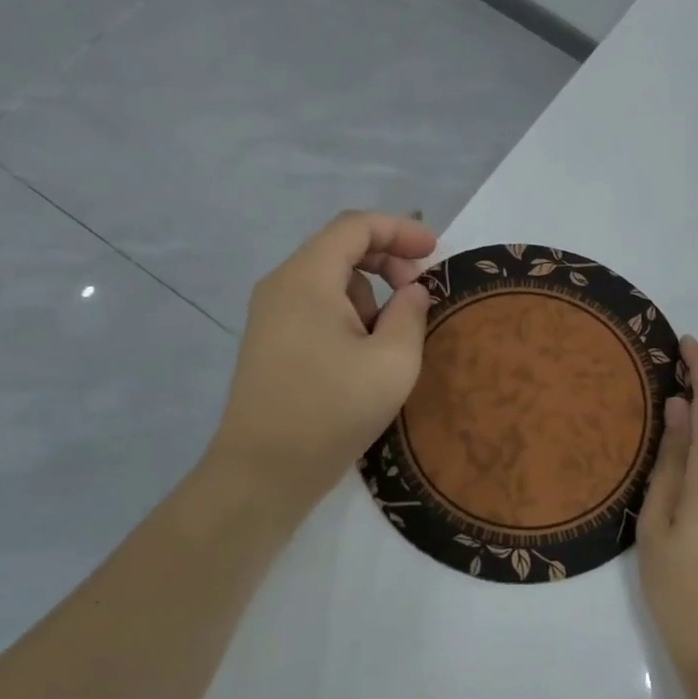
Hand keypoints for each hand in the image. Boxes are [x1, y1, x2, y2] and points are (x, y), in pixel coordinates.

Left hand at [206, 211, 436, 514]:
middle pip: (340, 247)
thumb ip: (411, 313)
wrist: (263, 472)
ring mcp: (270, 314)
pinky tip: (362, 354)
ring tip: (389, 339)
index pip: (355, 226)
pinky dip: (348, 314)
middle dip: (387, 260)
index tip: (434, 253)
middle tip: (418, 292)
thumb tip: (411, 291)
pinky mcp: (270, 341)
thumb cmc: (332, 411)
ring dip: (369, 294)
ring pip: (329, 280)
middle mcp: (282, 285)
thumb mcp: (393, 362)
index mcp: (307, 278)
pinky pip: (315, 306)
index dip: (400, 230)